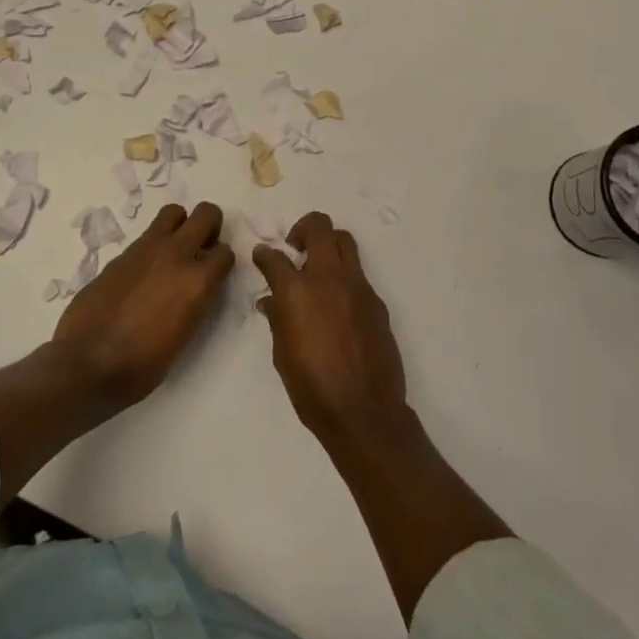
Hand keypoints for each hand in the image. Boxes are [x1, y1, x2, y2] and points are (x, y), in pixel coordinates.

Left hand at [52, 202, 233, 408]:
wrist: (88, 362)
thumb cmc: (143, 364)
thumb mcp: (185, 334)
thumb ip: (195, 301)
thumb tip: (193, 288)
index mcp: (198, 281)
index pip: (226, 253)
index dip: (222, 262)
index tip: (215, 273)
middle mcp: (176, 255)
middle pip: (205, 214)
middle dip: (210, 226)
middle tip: (202, 246)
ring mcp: (146, 249)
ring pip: (174, 212)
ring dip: (180, 226)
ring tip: (174, 251)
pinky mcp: (121, 254)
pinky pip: (147, 236)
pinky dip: (153, 245)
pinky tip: (144, 272)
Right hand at [253, 212, 412, 449]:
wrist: (364, 411)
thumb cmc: (312, 388)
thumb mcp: (282, 354)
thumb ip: (278, 319)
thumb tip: (272, 301)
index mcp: (297, 292)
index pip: (274, 257)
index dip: (264, 254)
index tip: (262, 257)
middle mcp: (328, 279)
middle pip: (319, 227)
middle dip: (303, 229)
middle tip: (295, 248)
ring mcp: (357, 287)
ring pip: (344, 242)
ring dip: (328, 245)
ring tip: (318, 268)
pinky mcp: (376, 301)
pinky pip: (358, 275)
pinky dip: (344, 278)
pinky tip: (338, 305)